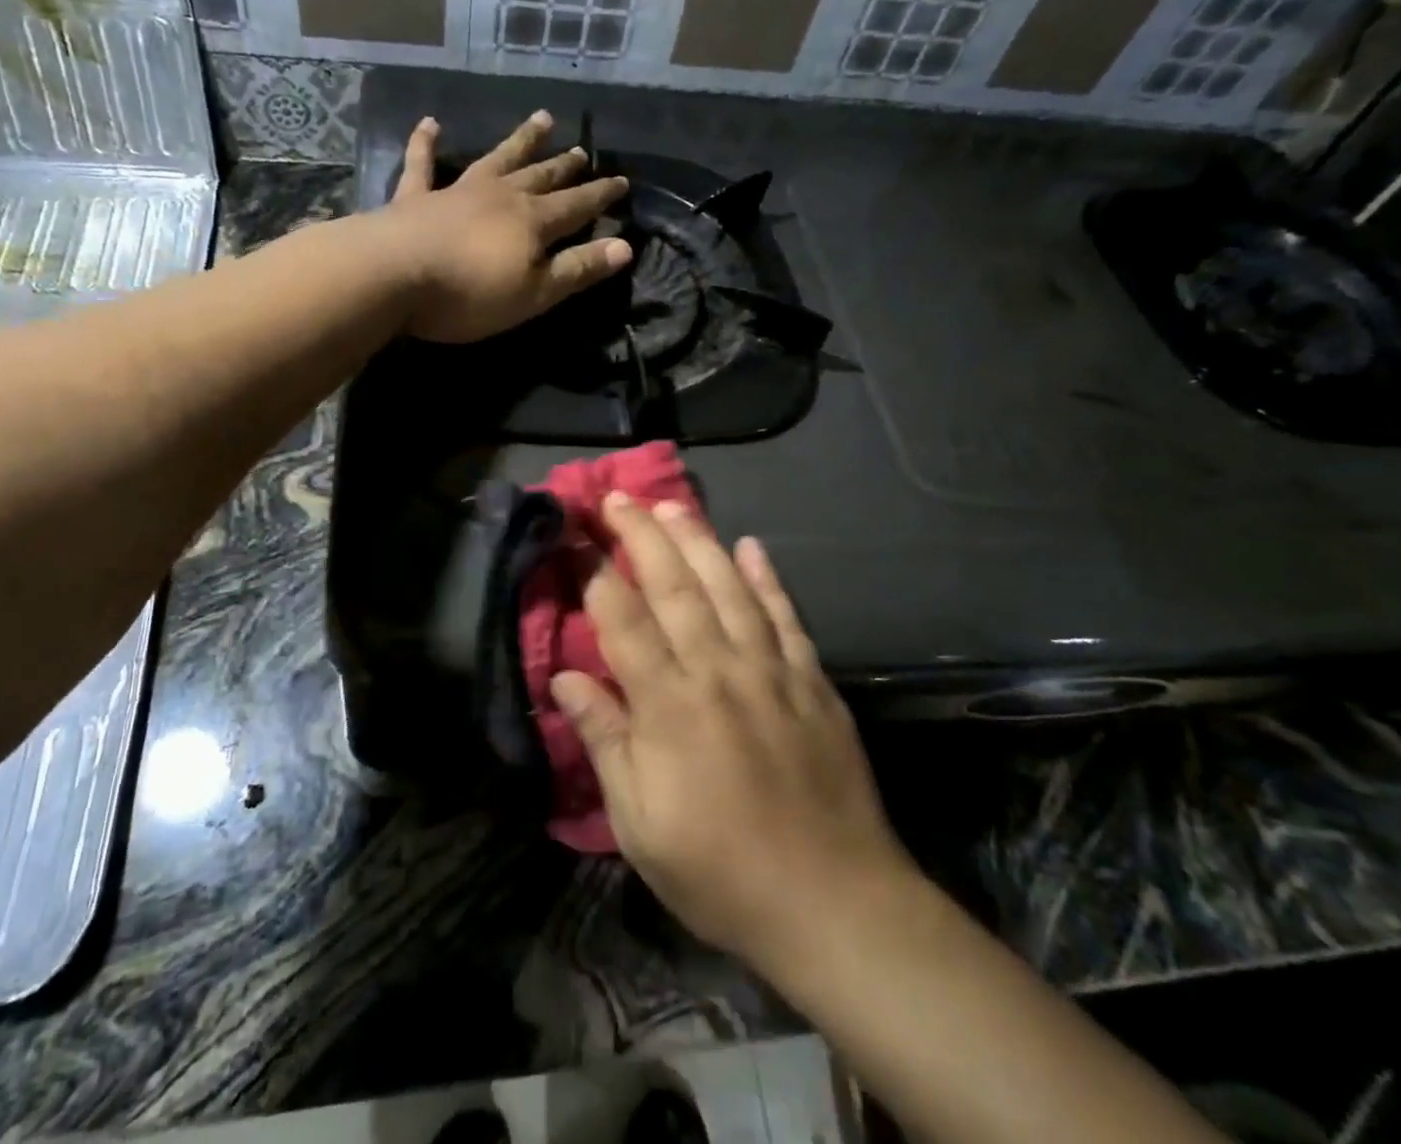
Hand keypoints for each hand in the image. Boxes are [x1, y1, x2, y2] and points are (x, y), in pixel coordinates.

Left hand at [383, 111, 631, 343]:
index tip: (622, 180)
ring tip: (541, 119)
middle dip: (564, 166)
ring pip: (496, 159)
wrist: (393, 276)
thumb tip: (626, 246)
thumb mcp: (535, 293)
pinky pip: (422, 164)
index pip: (577, 205)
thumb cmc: (471, 293)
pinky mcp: (415, 198)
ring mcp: (456, 191)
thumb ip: (578, 269)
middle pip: (540, 177)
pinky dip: (425, 144)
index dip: (601, 195)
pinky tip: (430, 123)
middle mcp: (500, 196)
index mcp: (532, 222)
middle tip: (582, 150)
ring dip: (519, 141)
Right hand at [550, 495, 920, 975]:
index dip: (593, 571)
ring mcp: (771, 671)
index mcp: (669, 705)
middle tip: (617, 498)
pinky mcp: (813, 682)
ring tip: (672, 506)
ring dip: (698, 541)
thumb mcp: (640, 823)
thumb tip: (565, 678)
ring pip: (729, 587)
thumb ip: (604, 741)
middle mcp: (718, 670)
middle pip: (674, 586)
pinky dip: (768, 578)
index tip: (573, 535)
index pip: (621, 619)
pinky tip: (752, 546)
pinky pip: (786, 616)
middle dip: (641, 535)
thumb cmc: (720, 871)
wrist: (835, 903)